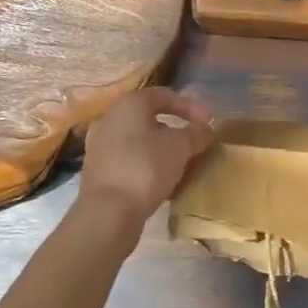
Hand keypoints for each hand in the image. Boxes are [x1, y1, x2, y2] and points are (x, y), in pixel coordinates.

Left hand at [78, 87, 213, 226]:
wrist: (107, 213)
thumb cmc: (146, 167)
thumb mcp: (180, 147)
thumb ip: (196, 134)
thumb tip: (204, 130)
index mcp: (129, 105)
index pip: (163, 95)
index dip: (190, 106)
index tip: (208, 122)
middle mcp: (110, 120)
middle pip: (150, 119)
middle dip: (176, 132)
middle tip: (195, 145)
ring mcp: (101, 147)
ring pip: (140, 143)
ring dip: (163, 152)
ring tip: (183, 167)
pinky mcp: (99, 173)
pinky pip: (131, 162)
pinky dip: (149, 167)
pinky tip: (165, 184)